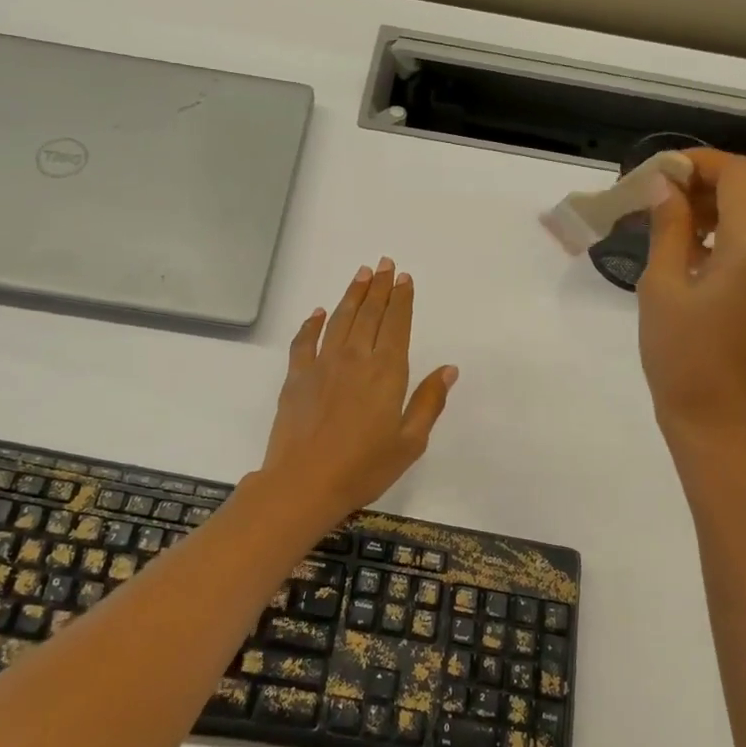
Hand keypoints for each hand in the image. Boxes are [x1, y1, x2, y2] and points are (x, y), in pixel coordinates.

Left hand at [258, 258, 457, 522]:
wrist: (304, 483)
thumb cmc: (364, 468)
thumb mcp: (409, 442)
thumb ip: (428, 402)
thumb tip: (449, 369)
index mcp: (387, 372)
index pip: (397, 325)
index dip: (402, 300)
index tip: (404, 278)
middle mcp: (355, 358)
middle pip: (369, 314)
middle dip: (379, 288)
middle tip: (384, 263)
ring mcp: (322, 365)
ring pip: (339, 320)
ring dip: (351, 295)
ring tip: (361, 275)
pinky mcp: (296, 377)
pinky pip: (304, 341)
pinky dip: (312, 323)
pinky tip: (318, 312)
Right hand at [636, 152, 745, 461]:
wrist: (717, 420)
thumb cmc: (680, 355)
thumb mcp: (661, 286)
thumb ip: (668, 227)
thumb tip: (665, 186)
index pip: (738, 174)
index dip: (698, 163)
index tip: (658, 173)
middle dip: (700, 189)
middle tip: (650, 203)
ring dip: (710, 216)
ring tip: (663, 232)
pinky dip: (724, 242)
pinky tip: (689, 260)